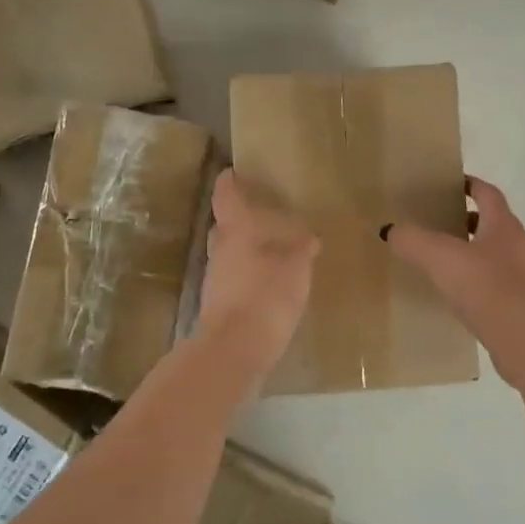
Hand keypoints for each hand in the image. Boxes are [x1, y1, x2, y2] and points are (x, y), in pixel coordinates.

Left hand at [195, 169, 319, 373]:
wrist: (233, 352)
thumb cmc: (264, 298)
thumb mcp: (295, 270)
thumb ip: (301, 251)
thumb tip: (308, 238)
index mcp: (235, 233)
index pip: (226, 198)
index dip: (229, 182)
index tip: (233, 171)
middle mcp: (220, 251)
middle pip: (224, 226)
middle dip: (239, 218)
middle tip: (260, 213)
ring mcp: (215, 280)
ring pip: (228, 254)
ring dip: (244, 248)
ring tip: (270, 248)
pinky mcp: (219, 305)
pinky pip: (233, 278)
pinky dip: (247, 273)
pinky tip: (267, 281)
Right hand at [384, 176, 524, 366]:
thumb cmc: (484, 285)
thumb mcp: (439, 258)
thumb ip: (413, 240)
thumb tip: (391, 230)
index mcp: (504, 225)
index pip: (489, 194)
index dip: (472, 186)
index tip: (456, 185)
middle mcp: (523, 244)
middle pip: (497, 224)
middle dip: (473, 223)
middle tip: (446, 229)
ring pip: (505, 256)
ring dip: (483, 255)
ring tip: (455, 267)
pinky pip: (508, 286)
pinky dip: (490, 285)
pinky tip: (471, 299)